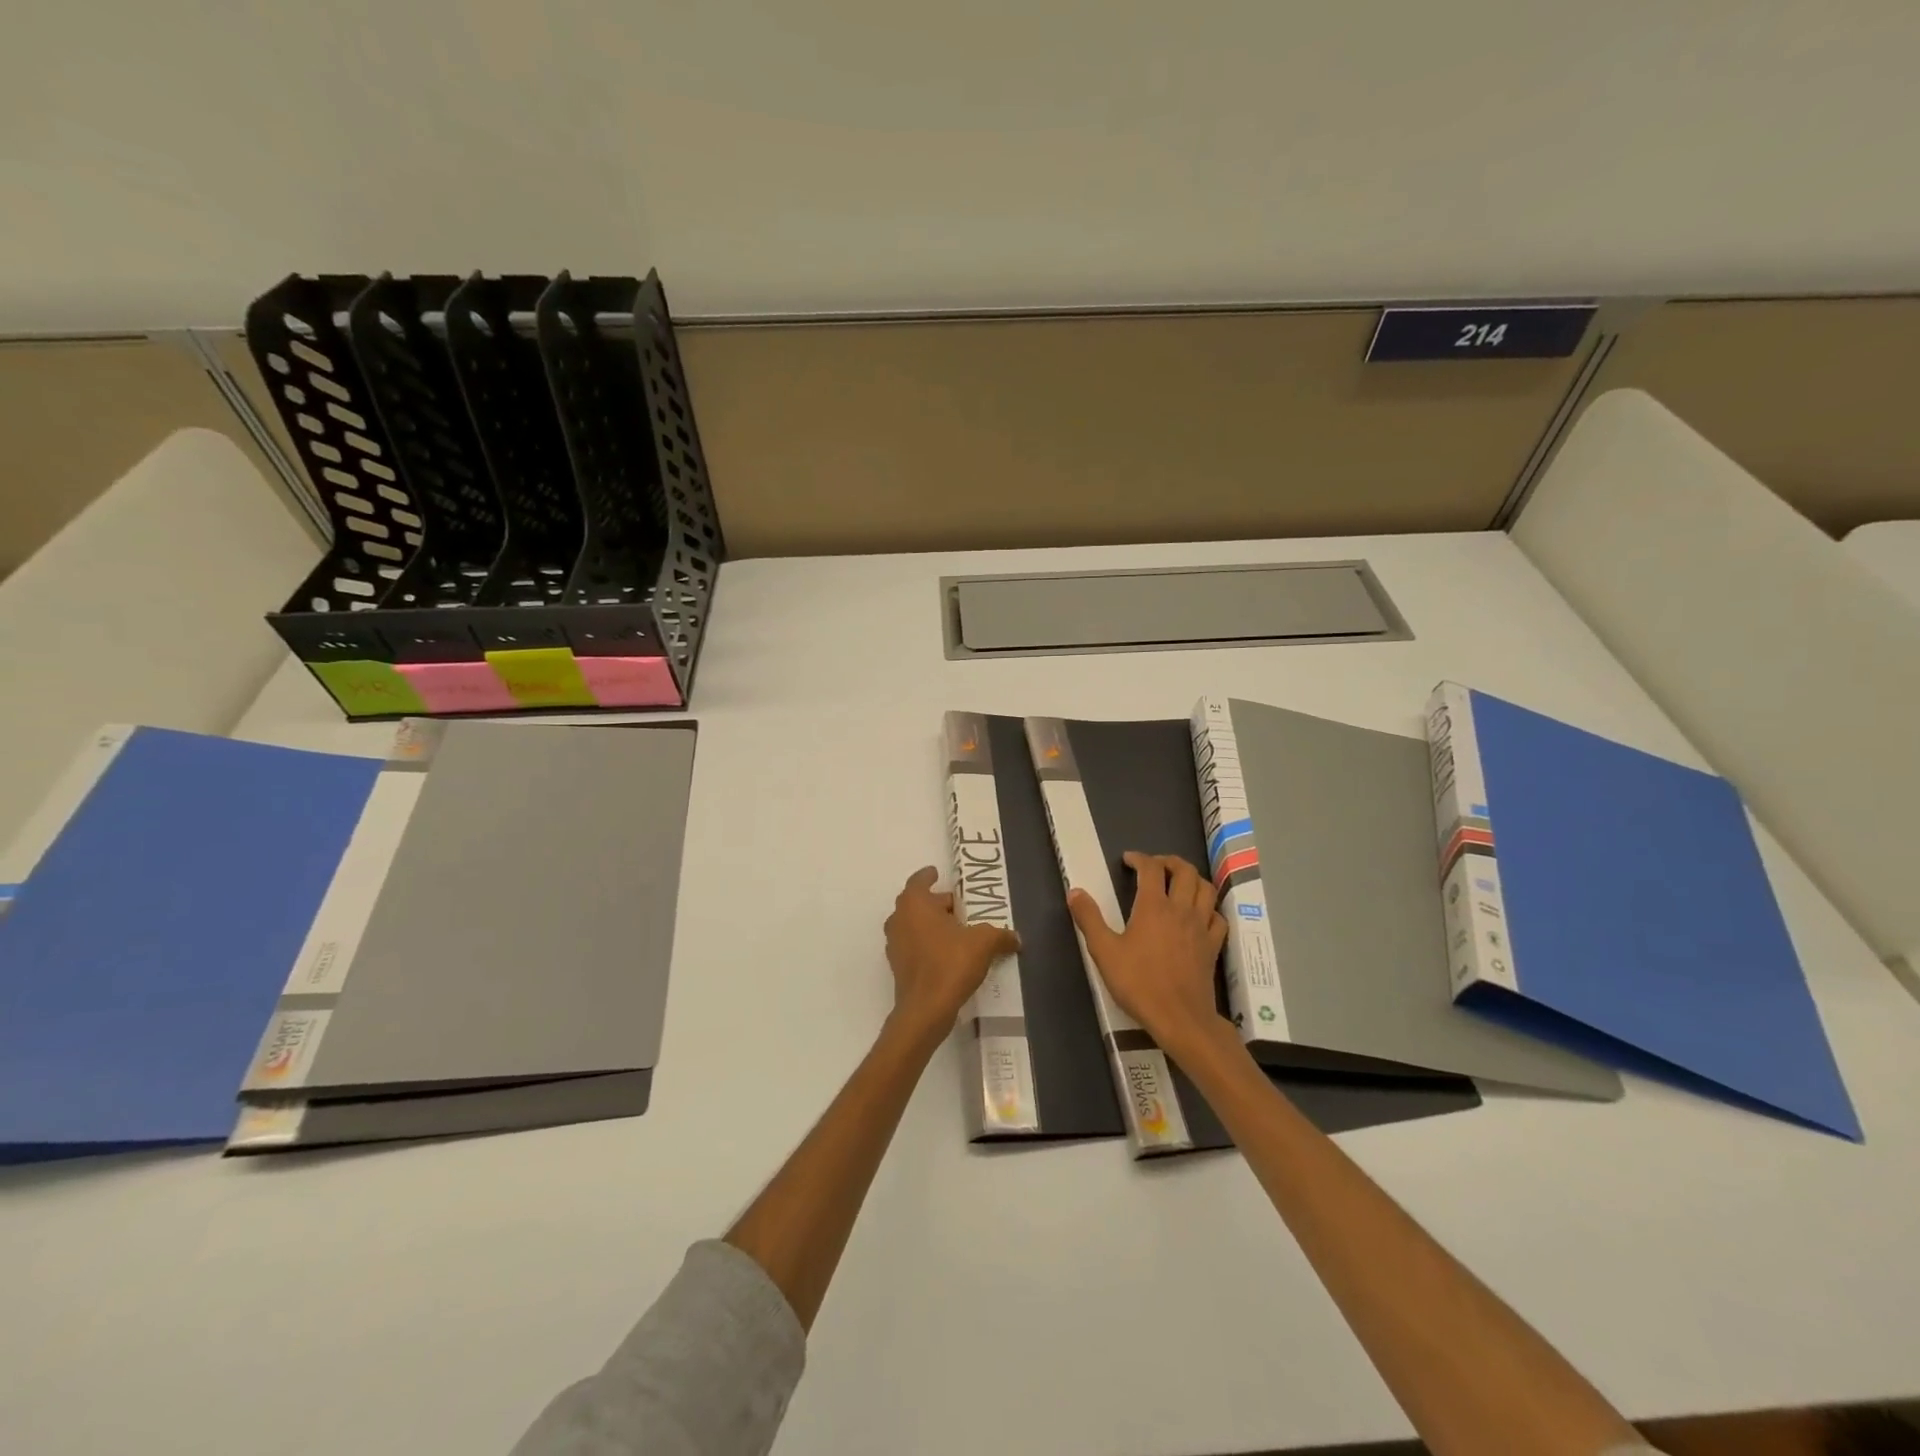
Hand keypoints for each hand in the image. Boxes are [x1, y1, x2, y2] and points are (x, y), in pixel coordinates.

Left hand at [884, 867, 1018, 1044]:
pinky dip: (927, 944)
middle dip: (937, 903)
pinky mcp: (898, 966)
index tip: (937, 873)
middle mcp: (899, 919)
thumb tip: (1016, 937)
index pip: (919, 880)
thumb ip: (1000, 935)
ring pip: (914, 925)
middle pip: (917, 903)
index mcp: (915, 904)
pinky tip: (949, 954)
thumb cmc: (950, 963)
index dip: (929, 876)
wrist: (925, 1009)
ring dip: (931, 924)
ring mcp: (895, 944)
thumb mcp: (984, 943)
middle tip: (959, 907)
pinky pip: (914, 946)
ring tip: (957, 931)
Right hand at [1068, 852, 1228, 1052]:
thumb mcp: (1104, 951)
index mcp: (1154, 906)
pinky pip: (1217, 916)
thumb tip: (1075, 891)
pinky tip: (1200, 914)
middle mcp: (1181, 909)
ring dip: (1193, 878)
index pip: (1151, 868)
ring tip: (1179, 883)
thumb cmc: (1138, 983)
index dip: (1139, 858)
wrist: (1179, 1017)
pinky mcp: (1213, 946)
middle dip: (1169, 861)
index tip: (1128, 860)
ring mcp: (1201, 927)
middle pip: (1185, 871)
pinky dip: (1209, 908)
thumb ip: (1089, 919)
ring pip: (1206, 889)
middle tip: (1155, 866)